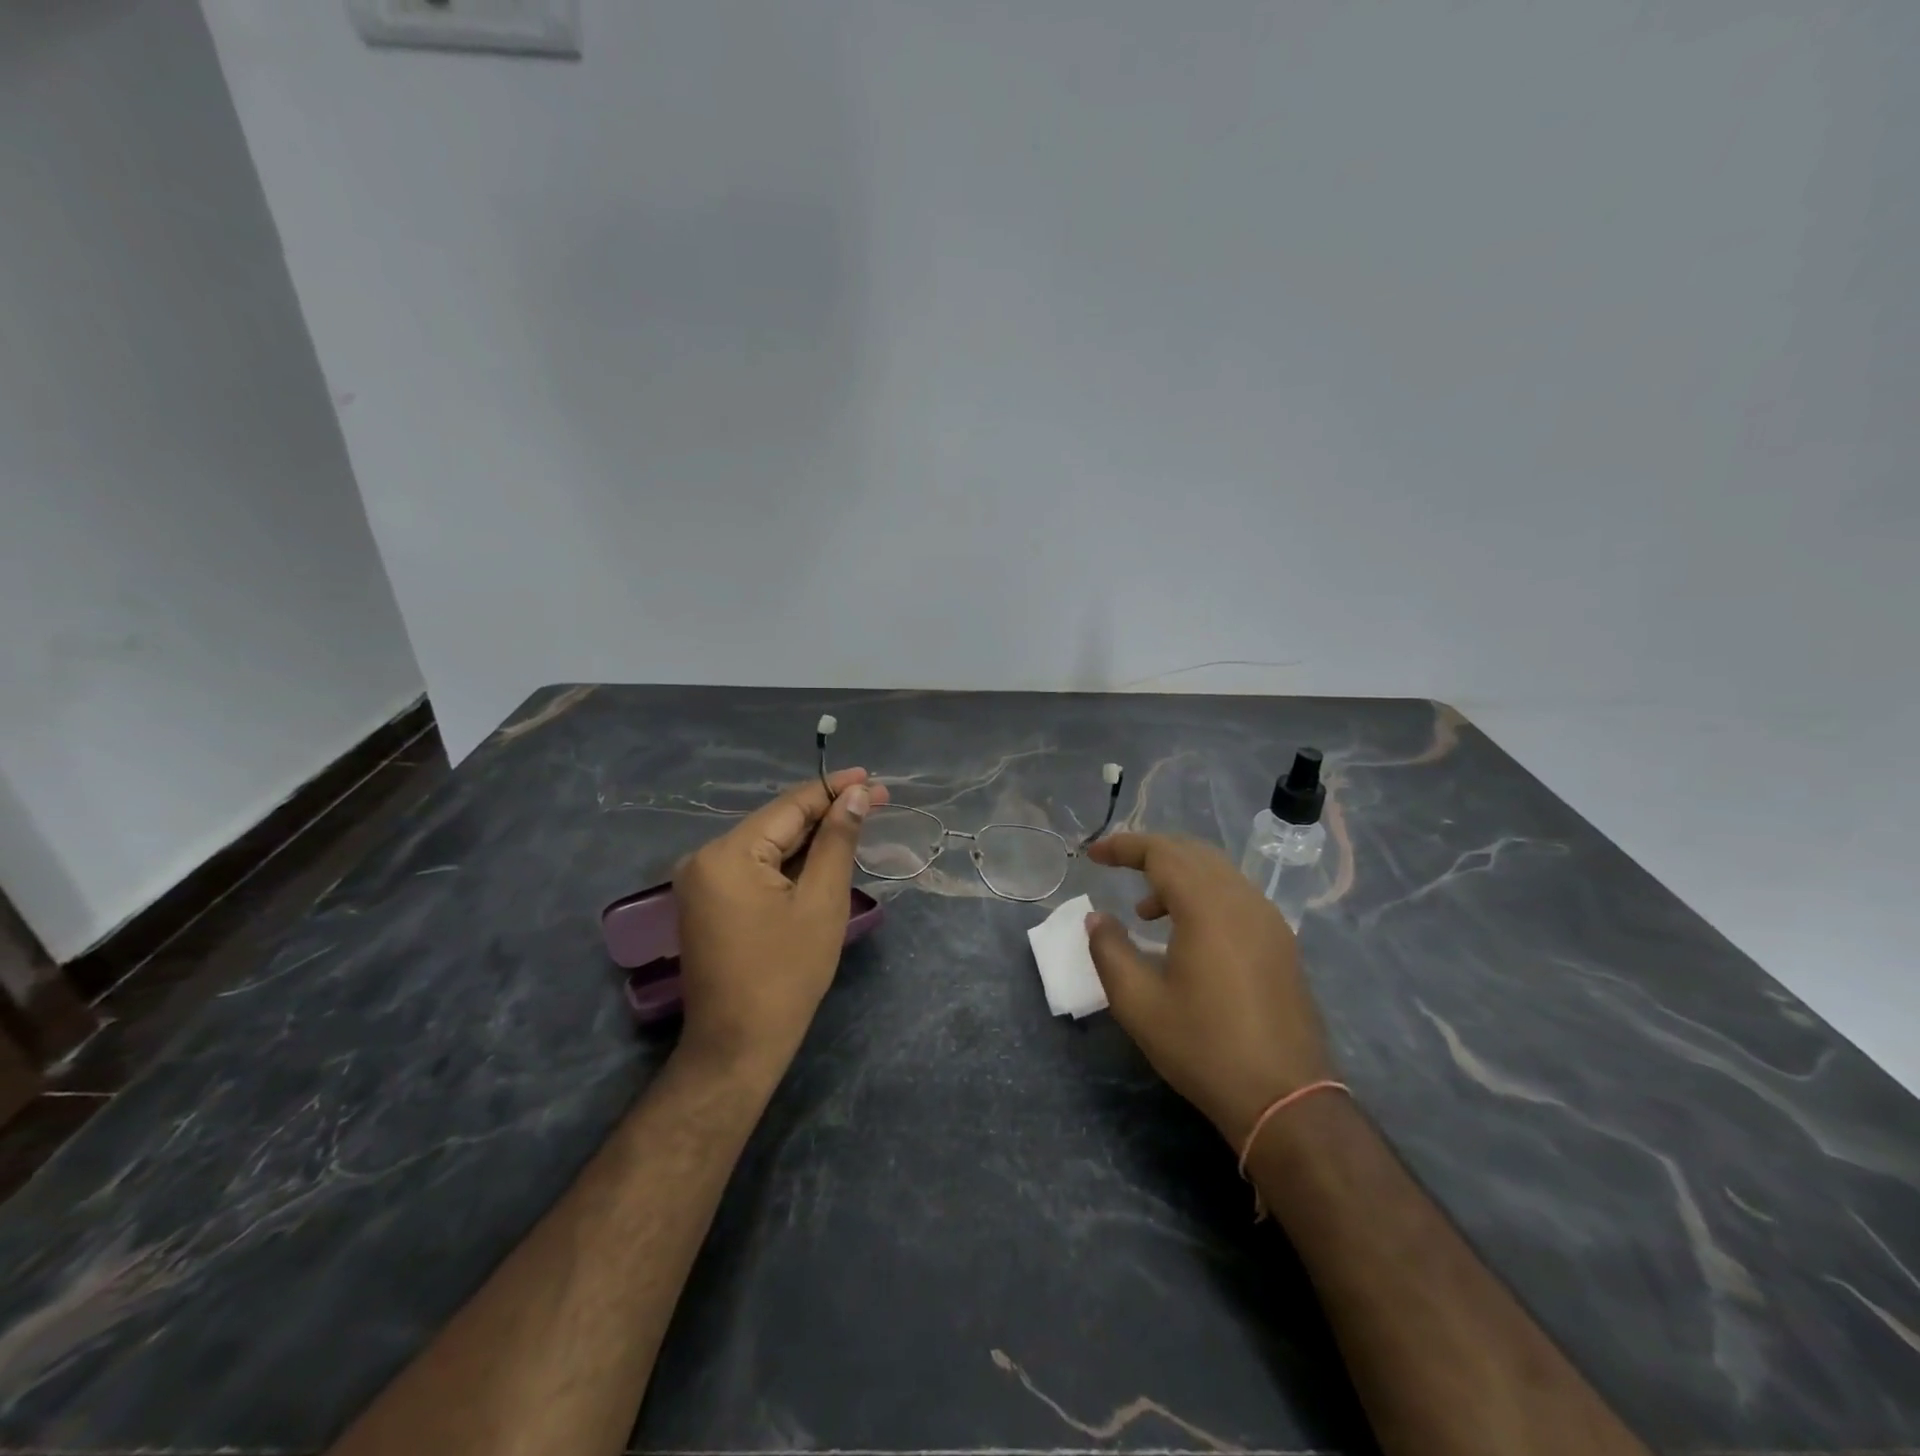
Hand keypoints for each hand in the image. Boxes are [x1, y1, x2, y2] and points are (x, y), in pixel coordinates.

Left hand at [673, 768, 887, 1077]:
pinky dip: (789, 860)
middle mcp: (705, 857)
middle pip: (776, 822)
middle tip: (875, 800)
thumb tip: (855, 795)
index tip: (872, 778)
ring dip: (810, 836)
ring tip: (856, 821)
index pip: (790, 806)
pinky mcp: (708, 900)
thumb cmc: (786, 975)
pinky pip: (755, 866)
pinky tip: (822, 853)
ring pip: (767, 843)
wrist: (737, 1045)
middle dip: (826, 812)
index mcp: (728, 853)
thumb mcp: (821, 902)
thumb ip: (837, 841)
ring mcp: (702, 880)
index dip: (834, 789)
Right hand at [1085, 832, 1335, 1146]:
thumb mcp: (1139, 1004)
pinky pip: (1236, 896)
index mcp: (1208, 907)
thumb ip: (1109, 951)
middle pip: (1192, 853)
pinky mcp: (1281, 942)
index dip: (1123, 846)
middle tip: (1115, 866)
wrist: (1285, 1098)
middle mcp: (1243, 900)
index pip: (1161, 853)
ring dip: (1177, 875)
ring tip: (1145, 911)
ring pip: (1217, 872)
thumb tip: (1096, 918)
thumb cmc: (1204, 1048)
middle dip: (1150, 852)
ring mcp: (1268, 920)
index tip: (1093, 855)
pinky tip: (1186, 932)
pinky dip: (1203, 894)